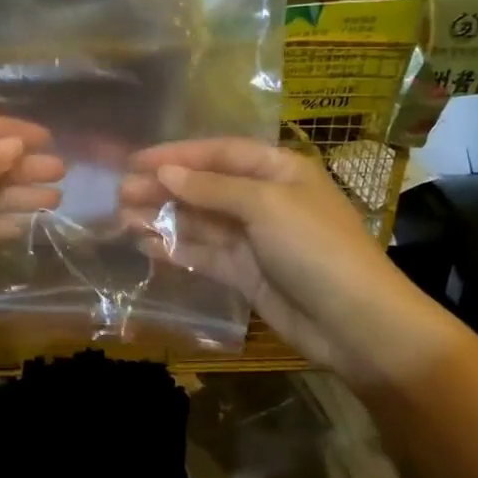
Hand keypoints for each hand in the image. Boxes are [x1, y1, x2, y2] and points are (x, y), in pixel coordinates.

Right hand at [121, 139, 454, 385]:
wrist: (356, 324)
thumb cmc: (316, 249)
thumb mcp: (266, 206)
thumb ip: (212, 188)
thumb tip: (165, 173)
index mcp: (279, 170)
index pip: (220, 153)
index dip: (178, 155)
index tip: (136, 161)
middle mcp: (264, 199)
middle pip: (205, 187)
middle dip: (165, 188)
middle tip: (121, 193)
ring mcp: (254, 239)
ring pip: (200, 222)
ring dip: (164, 218)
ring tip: (123, 218)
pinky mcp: (245, 274)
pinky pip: (204, 254)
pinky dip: (176, 248)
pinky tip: (146, 245)